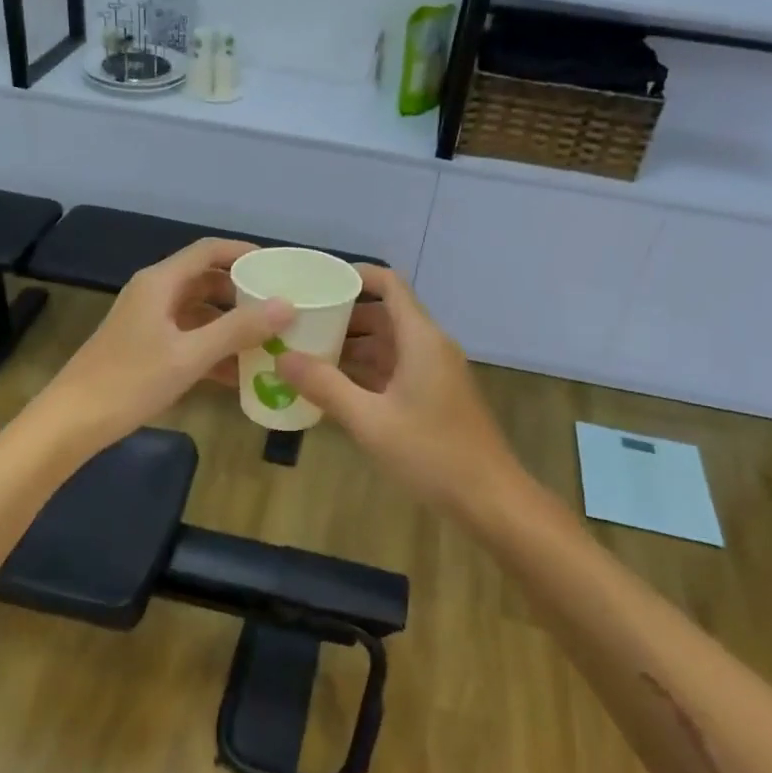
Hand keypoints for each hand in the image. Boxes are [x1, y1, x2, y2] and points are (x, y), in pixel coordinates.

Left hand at [32, 239, 292, 454]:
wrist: (72, 422)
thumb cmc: (130, 381)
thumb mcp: (190, 355)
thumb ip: (239, 329)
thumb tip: (287, 305)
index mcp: (160, 283)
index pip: (209, 251)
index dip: (244, 253)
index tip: (279, 268)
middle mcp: (154, 294)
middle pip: (206, 281)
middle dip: (242, 294)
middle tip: (279, 309)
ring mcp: (148, 322)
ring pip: (199, 313)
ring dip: (230, 326)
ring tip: (267, 343)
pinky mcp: (145, 348)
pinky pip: (188, 339)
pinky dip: (212, 350)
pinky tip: (237, 375)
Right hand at [278, 266, 523, 523]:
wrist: (488, 497)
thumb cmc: (431, 452)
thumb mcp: (370, 420)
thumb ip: (325, 386)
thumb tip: (283, 358)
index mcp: (421, 339)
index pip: (390, 285)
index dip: (357, 275)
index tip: (318, 281)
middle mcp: (430, 347)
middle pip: (385, 315)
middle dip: (344, 316)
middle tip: (300, 322)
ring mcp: (434, 373)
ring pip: (389, 345)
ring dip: (352, 347)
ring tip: (307, 353)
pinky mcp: (434, 396)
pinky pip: (395, 370)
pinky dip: (366, 372)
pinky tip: (334, 386)